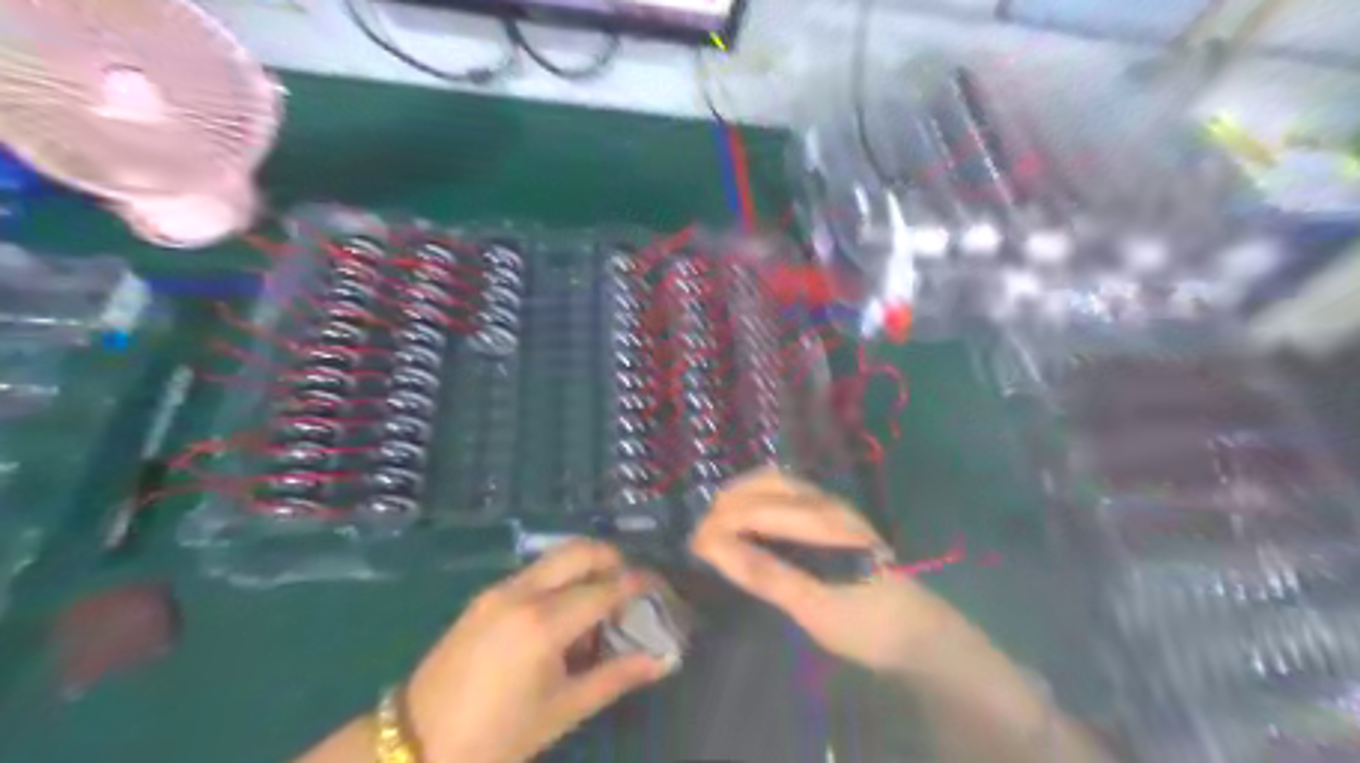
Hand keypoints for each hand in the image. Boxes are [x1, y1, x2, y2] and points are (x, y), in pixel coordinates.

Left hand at [399, 539, 669, 762]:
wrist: (414, 744)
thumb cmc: (495, 737)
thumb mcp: (562, 710)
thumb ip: (616, 677)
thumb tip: (662, 659)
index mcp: (544, 623)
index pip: (607, 587)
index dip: (640, 583)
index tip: (662, 588)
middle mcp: (523, 592)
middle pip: (581, 550)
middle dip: (614, 559)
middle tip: (632, 587)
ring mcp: (500, 590)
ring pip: (557, 557)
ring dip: (587, 567)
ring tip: (601, 604)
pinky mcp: (485, 596)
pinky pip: (536, 573)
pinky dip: (561, 579)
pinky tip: (565, 615)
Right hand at [696, 469, 971, 676]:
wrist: (916, 633)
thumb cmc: (865, 623)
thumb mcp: (813, 606)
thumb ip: (764, 573)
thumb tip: (713, 547)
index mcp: (821, 521)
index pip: (757, 509)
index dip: (720, 523)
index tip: (691, 546)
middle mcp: (824, 502)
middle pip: (764, 483)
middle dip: (726, 504)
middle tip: (699, 536)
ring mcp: (829, 506)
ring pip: (774, 484)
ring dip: (740, 497)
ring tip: (715, 526)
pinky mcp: (830, 516)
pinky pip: (784, 494)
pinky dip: (755, 501)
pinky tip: (746, 524)